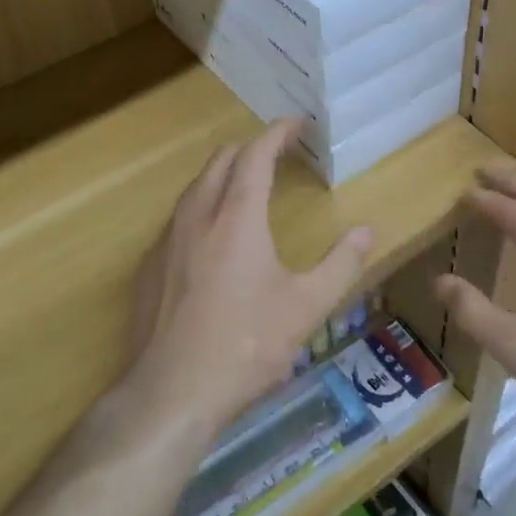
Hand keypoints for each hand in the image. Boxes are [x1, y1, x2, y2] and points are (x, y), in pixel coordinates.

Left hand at [126, 120, 373, 431]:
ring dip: (223, 176)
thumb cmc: (246, 345)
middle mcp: (198, 216)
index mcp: (238, 217)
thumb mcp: (306, 307)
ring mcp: (166, 240)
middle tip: (276, 154)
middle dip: (249, 149)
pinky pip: (178, 218)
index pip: (256, 155)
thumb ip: (341, 264)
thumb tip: (366, 231)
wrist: (171, 392)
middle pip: (220, 161)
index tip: (296, 123)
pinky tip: (211, 238)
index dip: (277, 133)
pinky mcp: (148, 266)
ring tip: (246, 188)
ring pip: (195, 188)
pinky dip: (202, 207)